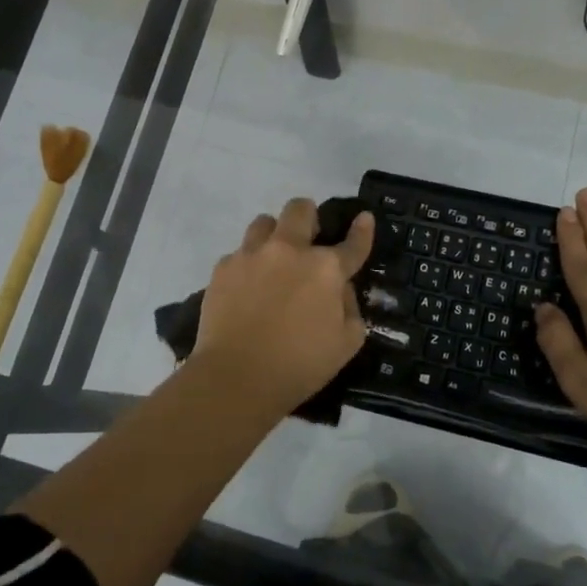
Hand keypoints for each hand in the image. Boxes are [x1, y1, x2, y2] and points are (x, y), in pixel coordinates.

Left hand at [194, 197, 374, 415]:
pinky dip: (247, 264)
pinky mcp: (223, 268)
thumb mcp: (347, 343)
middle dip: (308, 216)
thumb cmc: (300, 365)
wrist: (236, 377)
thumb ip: (349, 307)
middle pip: (300, 208)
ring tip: (273, 259)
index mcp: (326, 269)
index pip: (352, 243)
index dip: (362, 229)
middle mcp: (289, 250)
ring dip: (274, 234)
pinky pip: (238, 253)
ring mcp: (252, 255)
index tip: (363, 217)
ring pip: (264, 222)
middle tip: (307, 239)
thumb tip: (340, 288)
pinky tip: (246, 288)